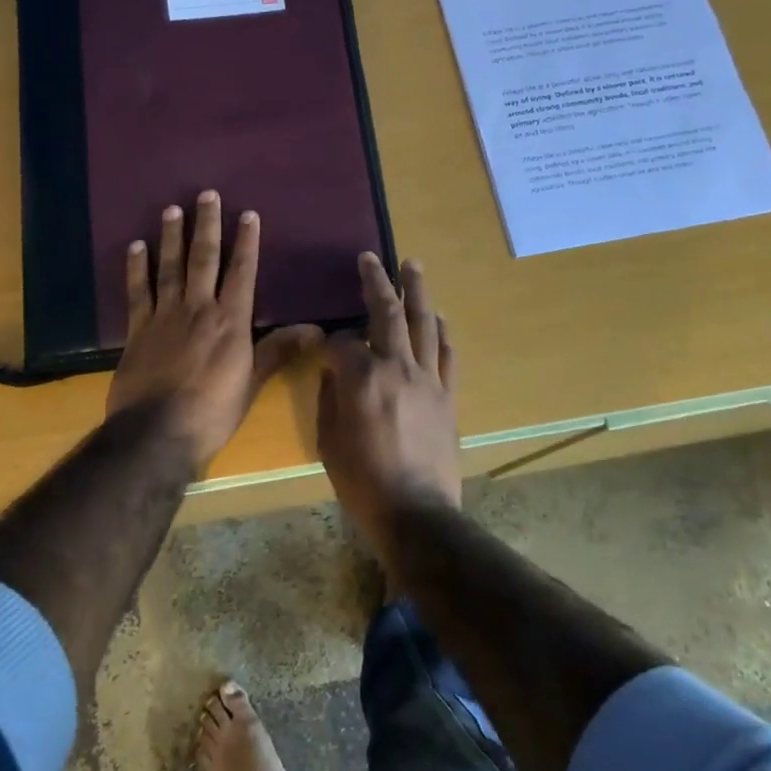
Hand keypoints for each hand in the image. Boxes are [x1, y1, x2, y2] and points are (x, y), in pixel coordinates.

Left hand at [108, 192, 320, 471]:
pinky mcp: (138, 330)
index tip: (248, 214)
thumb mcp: (252, 383)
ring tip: (172, 208)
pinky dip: (137, 268)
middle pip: (204, 259)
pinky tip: (135, 246)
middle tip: (205, 194)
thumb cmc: (212, 412)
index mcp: (230, 322)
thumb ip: (278, 350)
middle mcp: (198, 309)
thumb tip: (316, 330)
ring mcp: (165, 316)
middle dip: (207, 225)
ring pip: (170, 267)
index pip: (242, 273)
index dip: (246, 242)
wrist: (157, 431)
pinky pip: (138, 291)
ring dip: (172, 237)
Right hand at [318, 254, 460, 538]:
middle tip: (370, 258)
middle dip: (375, 282)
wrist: (416, 512)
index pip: (340, 342)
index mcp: (361, 379)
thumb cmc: (362, 482)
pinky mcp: (448, 395)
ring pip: (423, 324)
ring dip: (417, 291)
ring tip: (412, 265)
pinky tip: (437, 318)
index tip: (322, 347)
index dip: (328, 342)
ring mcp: (428, 379)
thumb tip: (335, 375)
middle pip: (386, 314)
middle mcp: (397, 367)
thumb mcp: (328, 442)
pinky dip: (441, 332)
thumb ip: (330, 399)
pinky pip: (447, 354)